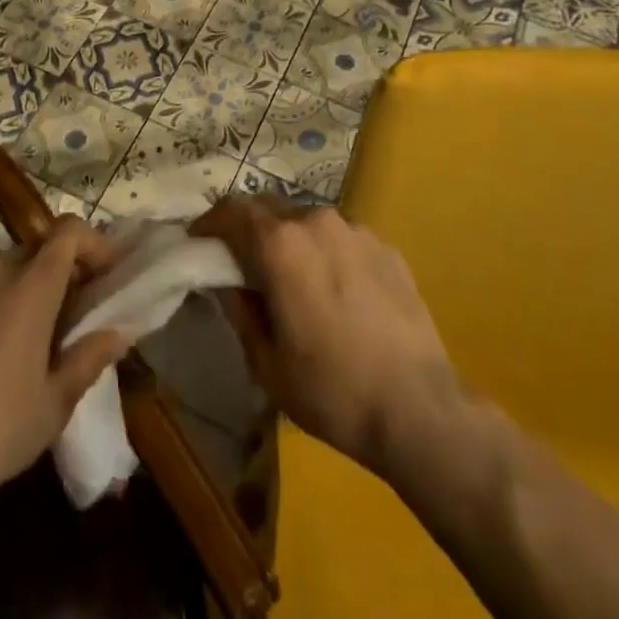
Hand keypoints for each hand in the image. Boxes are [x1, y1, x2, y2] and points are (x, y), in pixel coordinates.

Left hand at [0, 218, 126, 521]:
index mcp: (30, 285)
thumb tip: (117, 333)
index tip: (105, 273)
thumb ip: (89, 358)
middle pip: (34, 250)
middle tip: (66, 313)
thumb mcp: (54, 404)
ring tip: (18, 337)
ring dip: (17, 290)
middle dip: (56, 272)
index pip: (69, 231)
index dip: (93, 243)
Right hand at [192, 195, 460, 476]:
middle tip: (243, 264)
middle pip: (270, 209)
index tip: (199, 241)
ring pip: (308, 222)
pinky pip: (342, 239)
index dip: (210, 222)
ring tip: (294, 281)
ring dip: (291, 241)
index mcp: (281, 244)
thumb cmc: (331, 391)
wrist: (419, 409)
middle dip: (250, 230)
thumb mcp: (266, 362)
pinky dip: (327, 253)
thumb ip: (240, 310)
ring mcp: (357, 231)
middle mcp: (317, 222)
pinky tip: (337, 293)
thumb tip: (227, 282)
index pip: (232, 211)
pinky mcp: (387, 248)